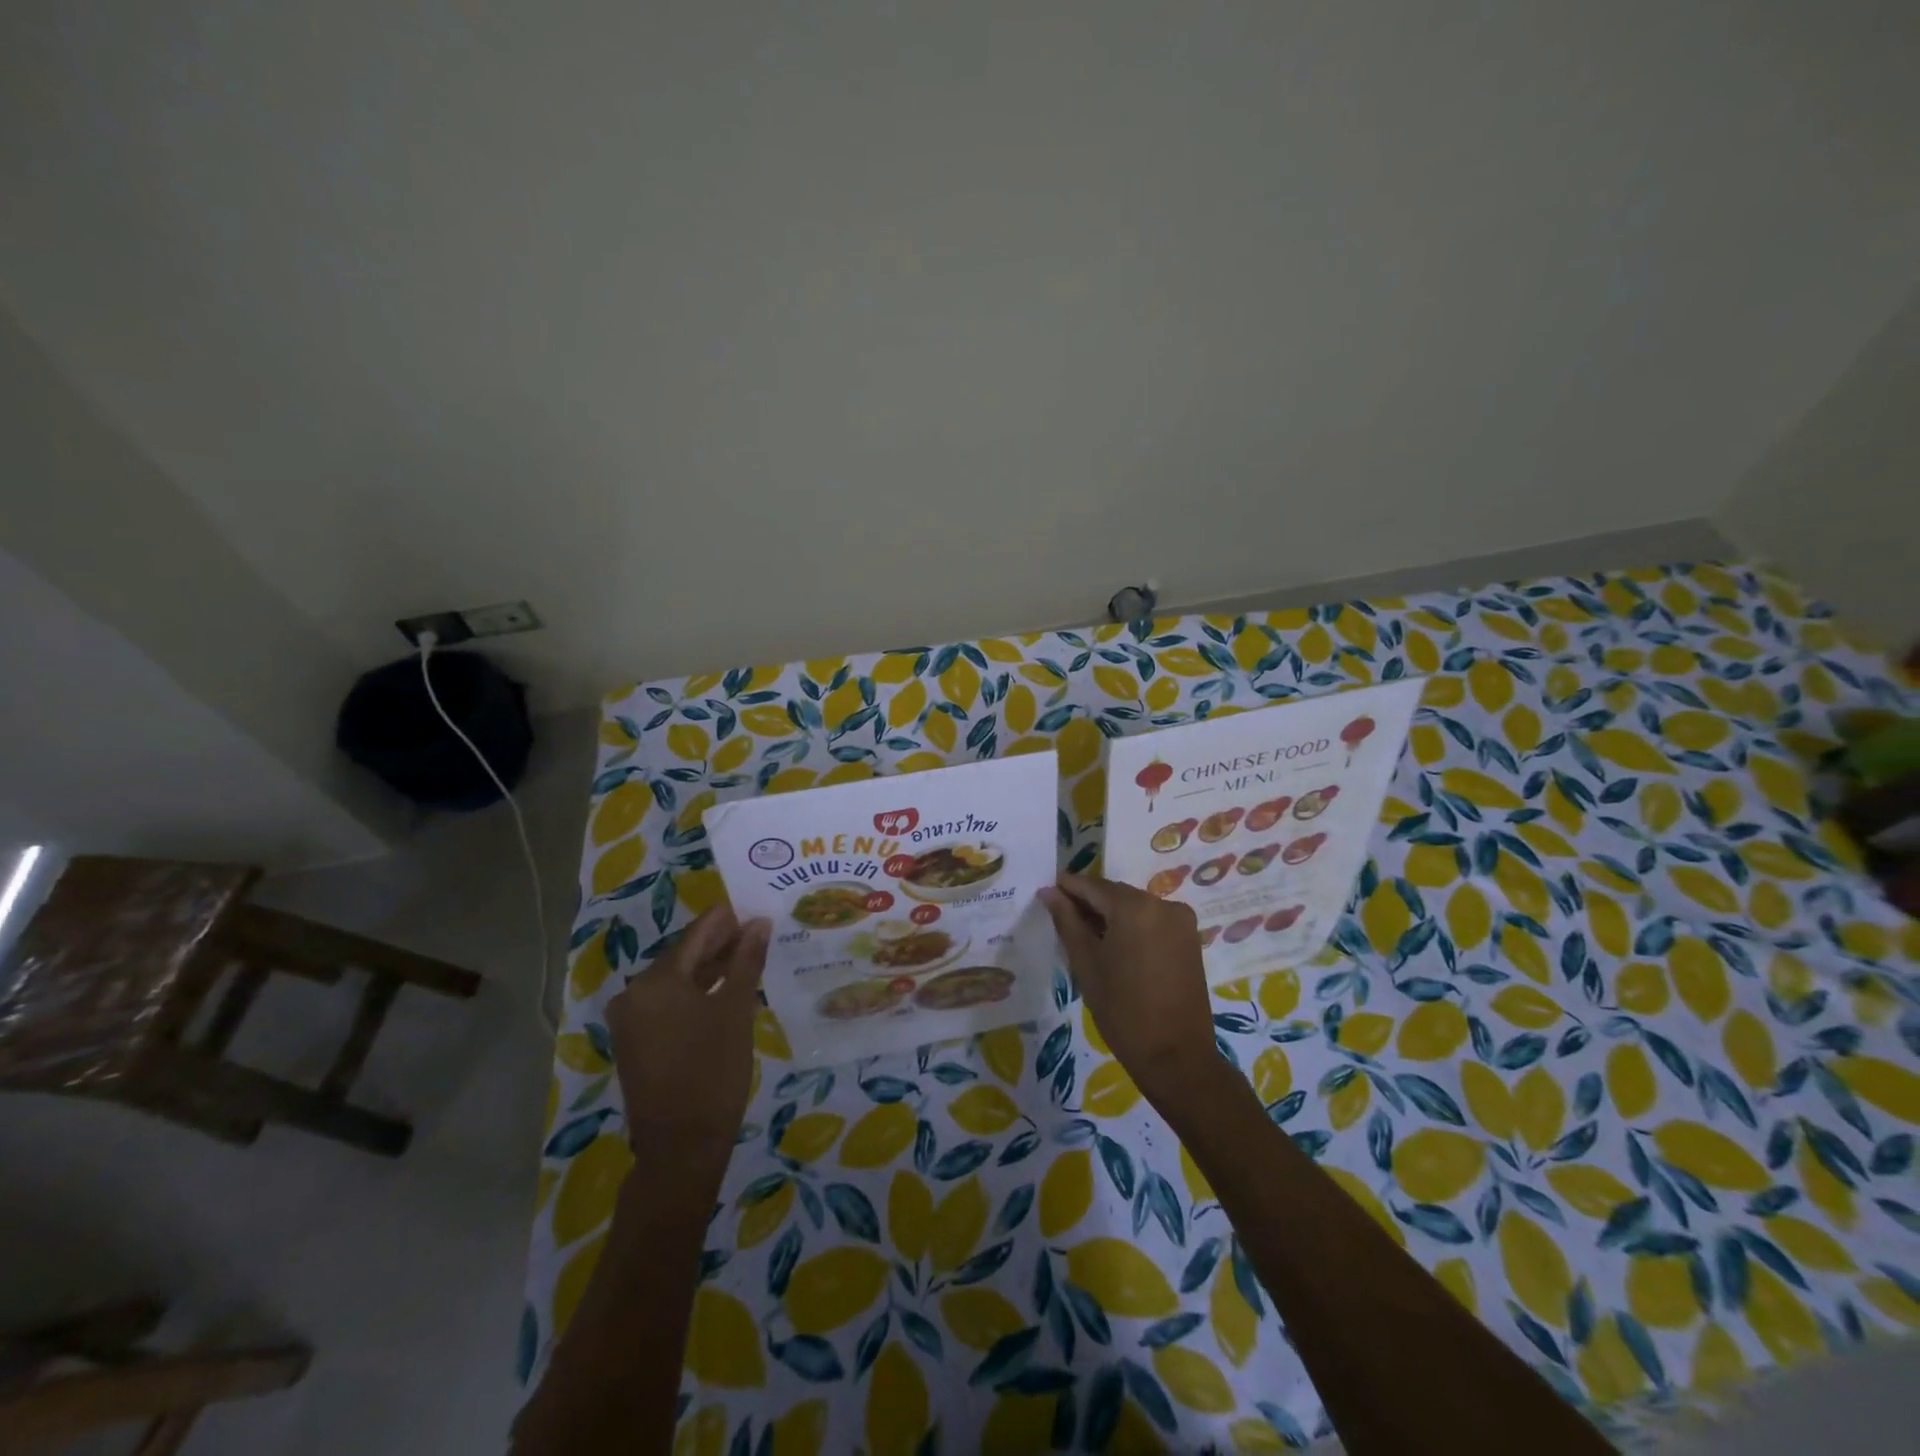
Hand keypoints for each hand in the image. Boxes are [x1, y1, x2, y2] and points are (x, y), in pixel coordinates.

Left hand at [604, 904, 770, 1147]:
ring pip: (676, 980)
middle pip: (683, 956)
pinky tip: (723, 989)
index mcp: (655, 981)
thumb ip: (746, 961)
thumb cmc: (713, 1071)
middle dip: (719, 943)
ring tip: (746, 956)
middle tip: (756, 930)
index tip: (752, 906)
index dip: (725, 919)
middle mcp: (634, 993)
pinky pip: (668, 1003)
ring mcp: (631, 1020)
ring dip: (709, 968)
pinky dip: (695, 993)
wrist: (681, 1146)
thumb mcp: (736, 1010)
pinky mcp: (635, 1042)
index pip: (695, 935)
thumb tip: (759, 923)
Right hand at [1039, 874, 1219, 1101]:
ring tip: (1086, 937)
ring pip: (1134, 906)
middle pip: (1115, 893)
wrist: (1176, 1056)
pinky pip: (1152, 920)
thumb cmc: (1122, 1010)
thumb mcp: (1086, 964)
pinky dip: (1131, 926)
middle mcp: (1162, 903)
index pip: (1092, 885)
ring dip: (1110, 915)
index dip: (1067, 888)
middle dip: (1089, 902)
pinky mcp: (1189, 937)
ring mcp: (1180, 920)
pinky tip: (1114, 946)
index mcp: (1134, 906)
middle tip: (1062, 919)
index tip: (1046, 894)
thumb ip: (1067, 921)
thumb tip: (1049, 892)